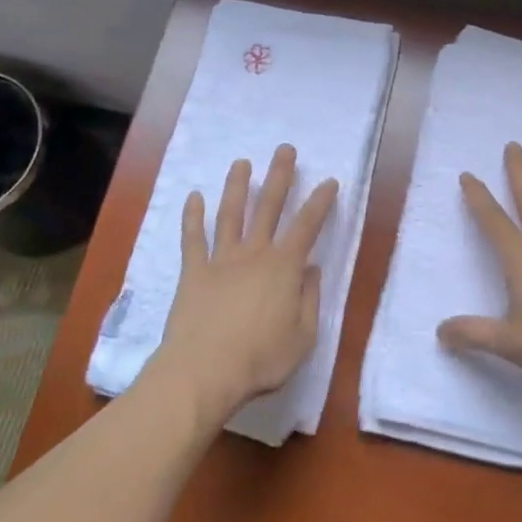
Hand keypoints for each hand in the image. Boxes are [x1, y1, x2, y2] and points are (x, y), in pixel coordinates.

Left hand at [144, 144, 339, 424]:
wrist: (204, 371)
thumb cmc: (261, 358)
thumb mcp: (303, 336)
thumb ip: (309, 298)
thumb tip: (310, 269)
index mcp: (284, 267)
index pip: (308, 226)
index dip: (320, 202)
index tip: (329, 181)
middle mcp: (254, 254)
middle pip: (269, 207)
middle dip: (279, 176)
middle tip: (284, 150)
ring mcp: (221, 260)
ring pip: (231, 214)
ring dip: (237, 186)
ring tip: (241, 163)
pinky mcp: (193, 272)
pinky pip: (193, 238)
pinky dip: (193, 216)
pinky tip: (194, 197)